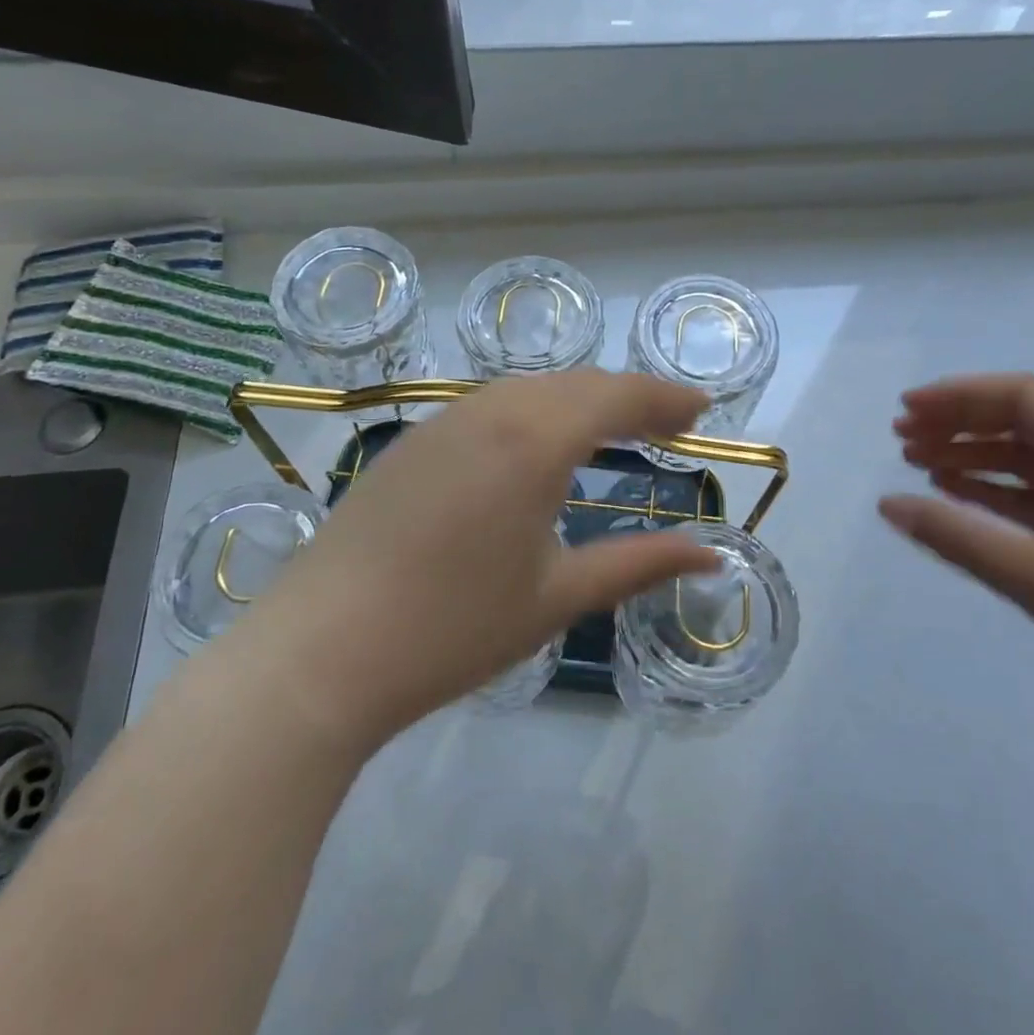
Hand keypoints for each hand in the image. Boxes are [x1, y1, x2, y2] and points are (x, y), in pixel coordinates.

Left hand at [250, 370, 719, 751]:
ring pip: (529, 388)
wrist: (322, 651)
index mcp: (534, 440)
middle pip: (575, 383)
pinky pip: (490, 405)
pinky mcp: (412, 442)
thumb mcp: (557, 597)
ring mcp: (443, 421)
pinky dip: (534, 411)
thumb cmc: (453, 629)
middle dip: (629, 396)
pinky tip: (537, 445)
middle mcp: (490, 411)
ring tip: (614, 430)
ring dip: (579, 399)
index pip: (616, 397)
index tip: (701, 410)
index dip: (665, 398)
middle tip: (669, 423)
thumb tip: (710, 553)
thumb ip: (638, 564)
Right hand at [880, 374, 1033, 747]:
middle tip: (900, 439)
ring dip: (975, 458)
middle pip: (1026, 423)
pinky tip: (959, 498)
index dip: (959, 397)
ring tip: (918, 464)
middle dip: (960, 426)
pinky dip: (998, 493)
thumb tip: (886, 504)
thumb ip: (957, 536)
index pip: (1025, 398)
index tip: (906, 411)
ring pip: (1032, 461)